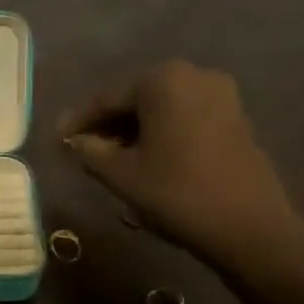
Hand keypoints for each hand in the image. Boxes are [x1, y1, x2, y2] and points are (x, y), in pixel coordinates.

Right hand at [57, 61, 303, 268]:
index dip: (78, 121)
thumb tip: (76, 142)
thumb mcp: (121, 174)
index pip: (106, 98)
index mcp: (162, 81)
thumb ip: (90, 151)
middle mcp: (194, 76)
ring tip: (108, 159)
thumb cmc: (176, 193)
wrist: (248, 227)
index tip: (56, 140)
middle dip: (106, 124)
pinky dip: (159, 134)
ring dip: (132, 131)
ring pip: (160, 109)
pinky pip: (183, 118)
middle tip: (80, 150)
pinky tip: (143, 159)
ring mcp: (220, 96)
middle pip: (135, 99)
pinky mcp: (235, 118)